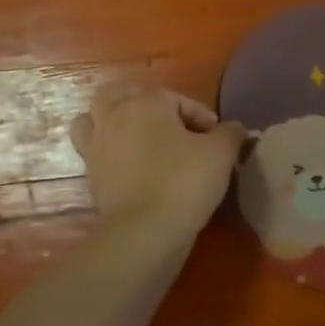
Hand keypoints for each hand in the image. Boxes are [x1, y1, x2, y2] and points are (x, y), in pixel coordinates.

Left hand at [69, 84, 245, 252]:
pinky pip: (92, 151)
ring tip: (133, 134)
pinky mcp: (91, 175)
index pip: (176, 98)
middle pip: (119, 93)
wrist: (144, 231)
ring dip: (111, 120)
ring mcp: (97, 146)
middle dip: (142, 101)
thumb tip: (233, 128)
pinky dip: (107, 151)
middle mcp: (115, 117)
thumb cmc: (184, 182)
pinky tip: (128, 164)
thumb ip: (229, 133)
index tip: (216, 136)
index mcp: (146, 104)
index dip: (199, 114)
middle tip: (166, 121)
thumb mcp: (220, 154)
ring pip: (93, 118)